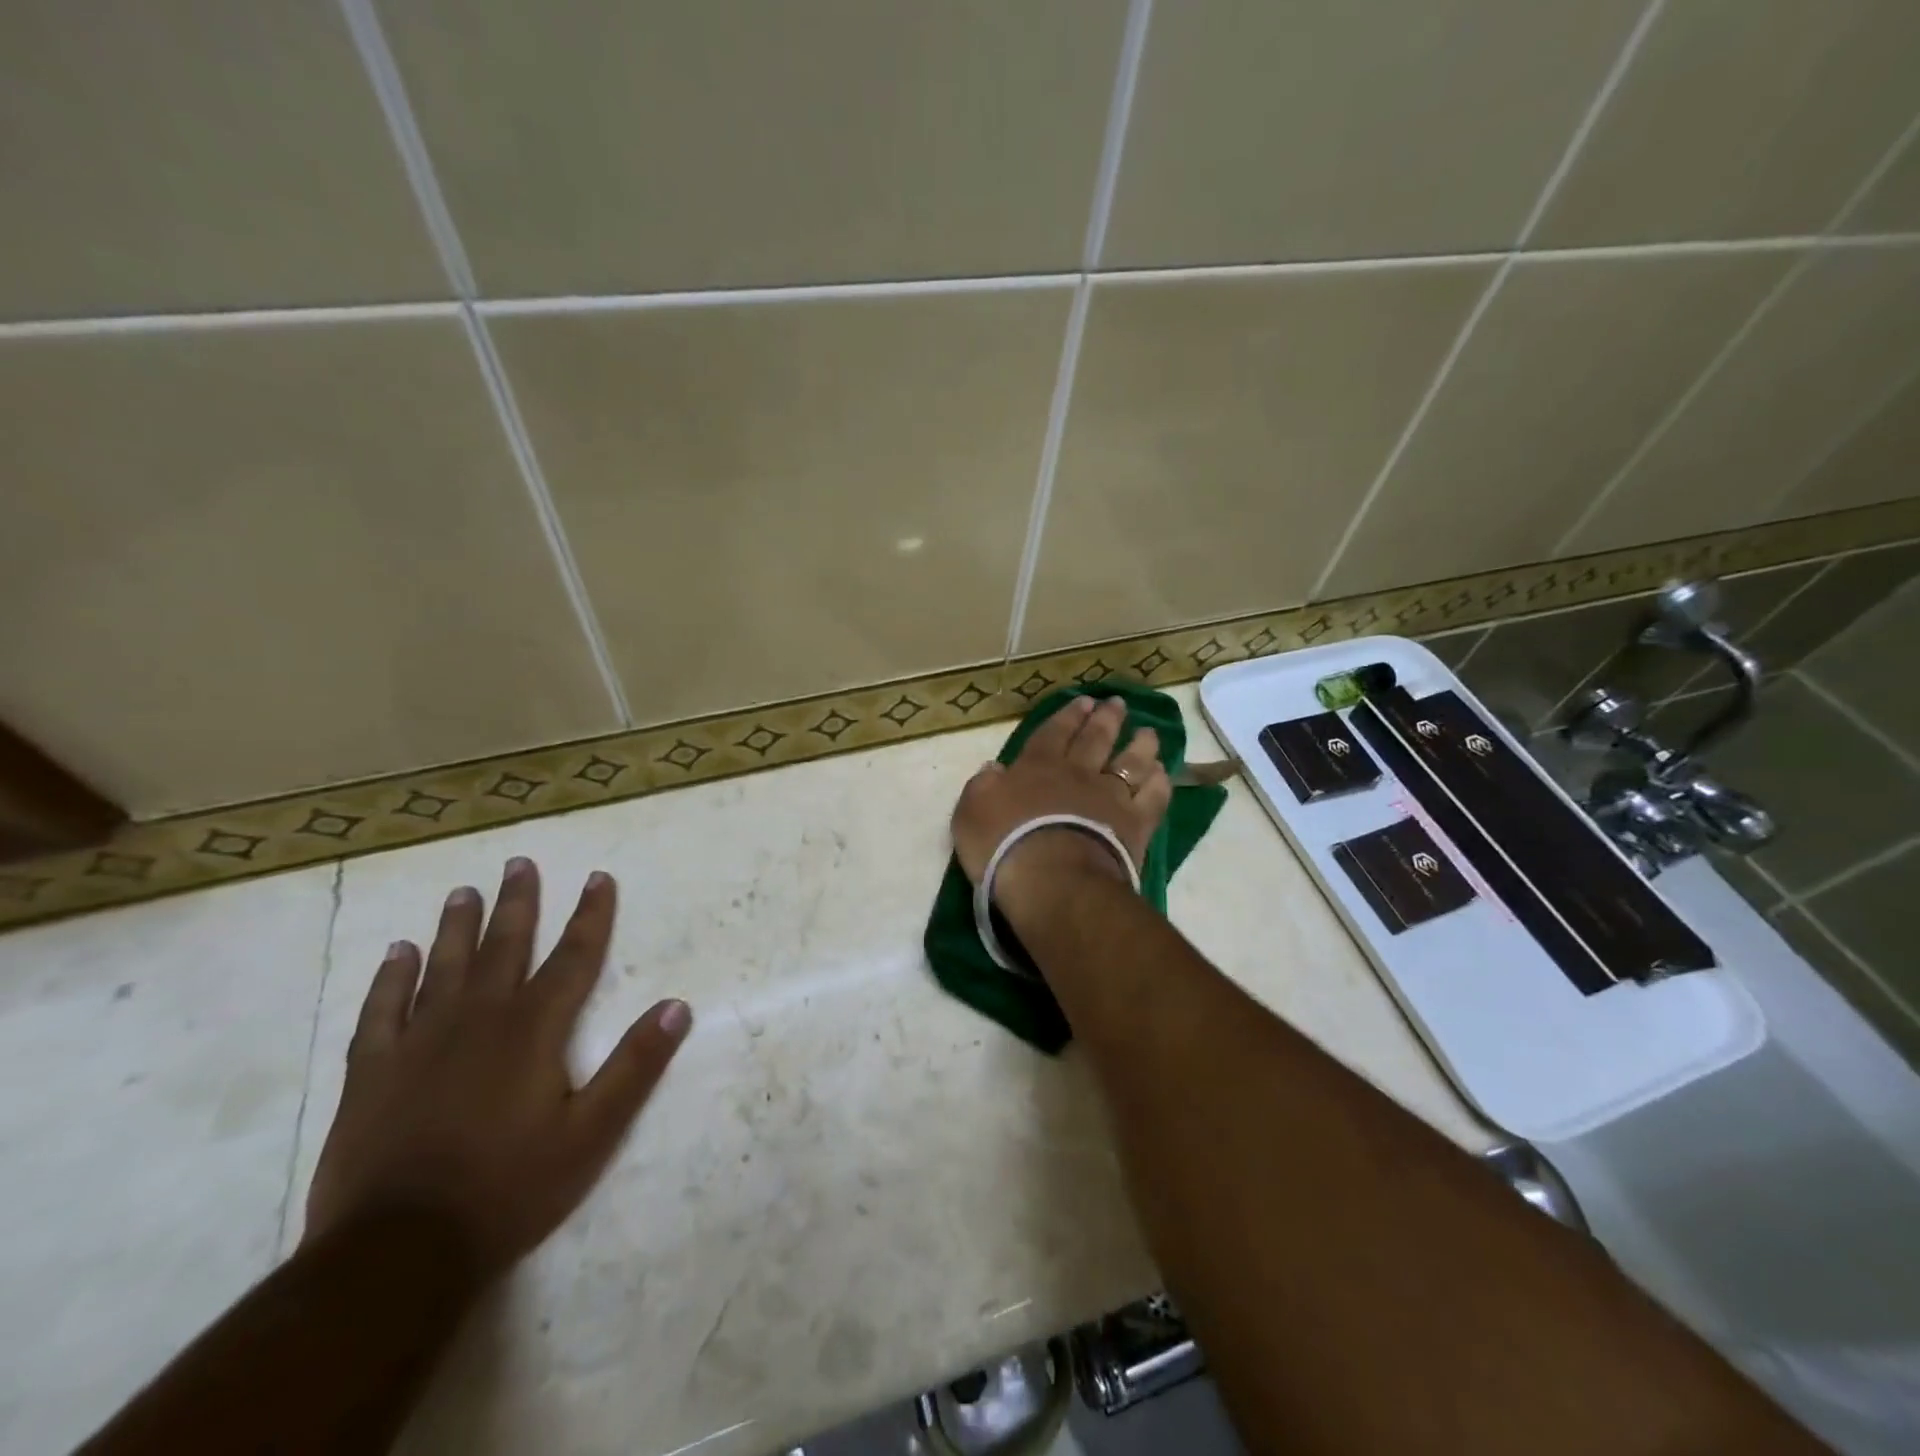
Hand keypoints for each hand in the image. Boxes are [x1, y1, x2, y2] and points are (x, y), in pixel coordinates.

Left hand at [304, 859, 689, 1276]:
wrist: (397, 1253)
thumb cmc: (509, 1188)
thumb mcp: (592, 1133)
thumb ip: (635, 1066)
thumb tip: (677, 1006)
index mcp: (535, 1029)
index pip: (574, 957)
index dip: (591, 915)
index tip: (599, 878)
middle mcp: (480, 1019)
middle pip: (504, 947)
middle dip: (518, 903)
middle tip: (519, 863)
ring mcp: (421, 1042)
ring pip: (443, 967)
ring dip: (457, 927)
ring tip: (463, 892)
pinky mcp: (373, 1072)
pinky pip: (381, 1011)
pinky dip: (390, 979)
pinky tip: (395, 953)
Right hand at [952, 694, 1172, 906]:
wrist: (1052, 878)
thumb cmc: (1004, 844)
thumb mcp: (972, 811)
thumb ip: (983, 786)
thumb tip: (994, 768)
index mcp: (1037, 767)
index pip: (1053, 733)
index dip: (1068, 716)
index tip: (1084, 702)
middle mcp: (1078, 774)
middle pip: (1095, 739)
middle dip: (1106, 719)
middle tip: (1117, 704)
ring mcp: (1110, 797)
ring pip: (1131, 762)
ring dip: (1140, 744)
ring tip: (1148, 732)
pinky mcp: (1136, 824)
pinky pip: (1153, 797)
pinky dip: (1159, 783)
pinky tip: (1162, 774)